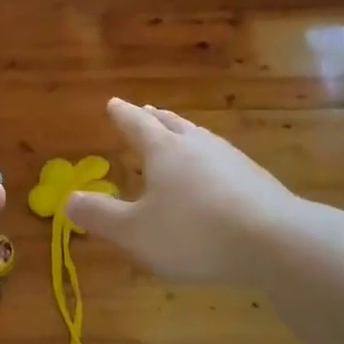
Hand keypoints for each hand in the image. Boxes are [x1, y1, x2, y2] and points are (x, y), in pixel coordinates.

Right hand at [64, 98, 298, 284]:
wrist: (275, 240)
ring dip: (182, 133)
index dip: (121, 114)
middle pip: (170, 123)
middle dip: (153, 118)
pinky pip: (220, 158)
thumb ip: (100, 216)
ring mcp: (230, 157)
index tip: (112, 103)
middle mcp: (196, 144)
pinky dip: (206, 158)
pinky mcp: (255, 177)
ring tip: (177, 135)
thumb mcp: (136, 232)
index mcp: (164, 149)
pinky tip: (213, 173)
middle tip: (144, 111)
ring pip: (198, 137)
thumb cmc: (194, 232)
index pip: (136, 123)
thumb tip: (68, 199)